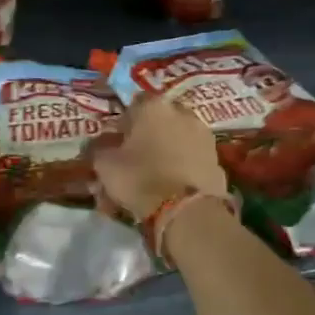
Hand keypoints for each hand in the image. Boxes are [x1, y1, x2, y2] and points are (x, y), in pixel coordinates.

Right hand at [93, 93, 226, 220]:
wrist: (187, 210)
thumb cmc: (140, 178)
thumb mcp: (105, 165)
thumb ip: (99, 150)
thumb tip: (98, 147)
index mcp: (153, 107)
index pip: (134, 104)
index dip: (122, 123)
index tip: (115, 142)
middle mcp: (182, 113)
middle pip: (158, 122)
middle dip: (146, 138)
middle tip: (132, 161)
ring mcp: (203, 135)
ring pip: (175, 141)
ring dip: (163, 154)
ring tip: (151, 180)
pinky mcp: (217, 159)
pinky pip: (190, 160)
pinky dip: (180, 169)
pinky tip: (169, 189)